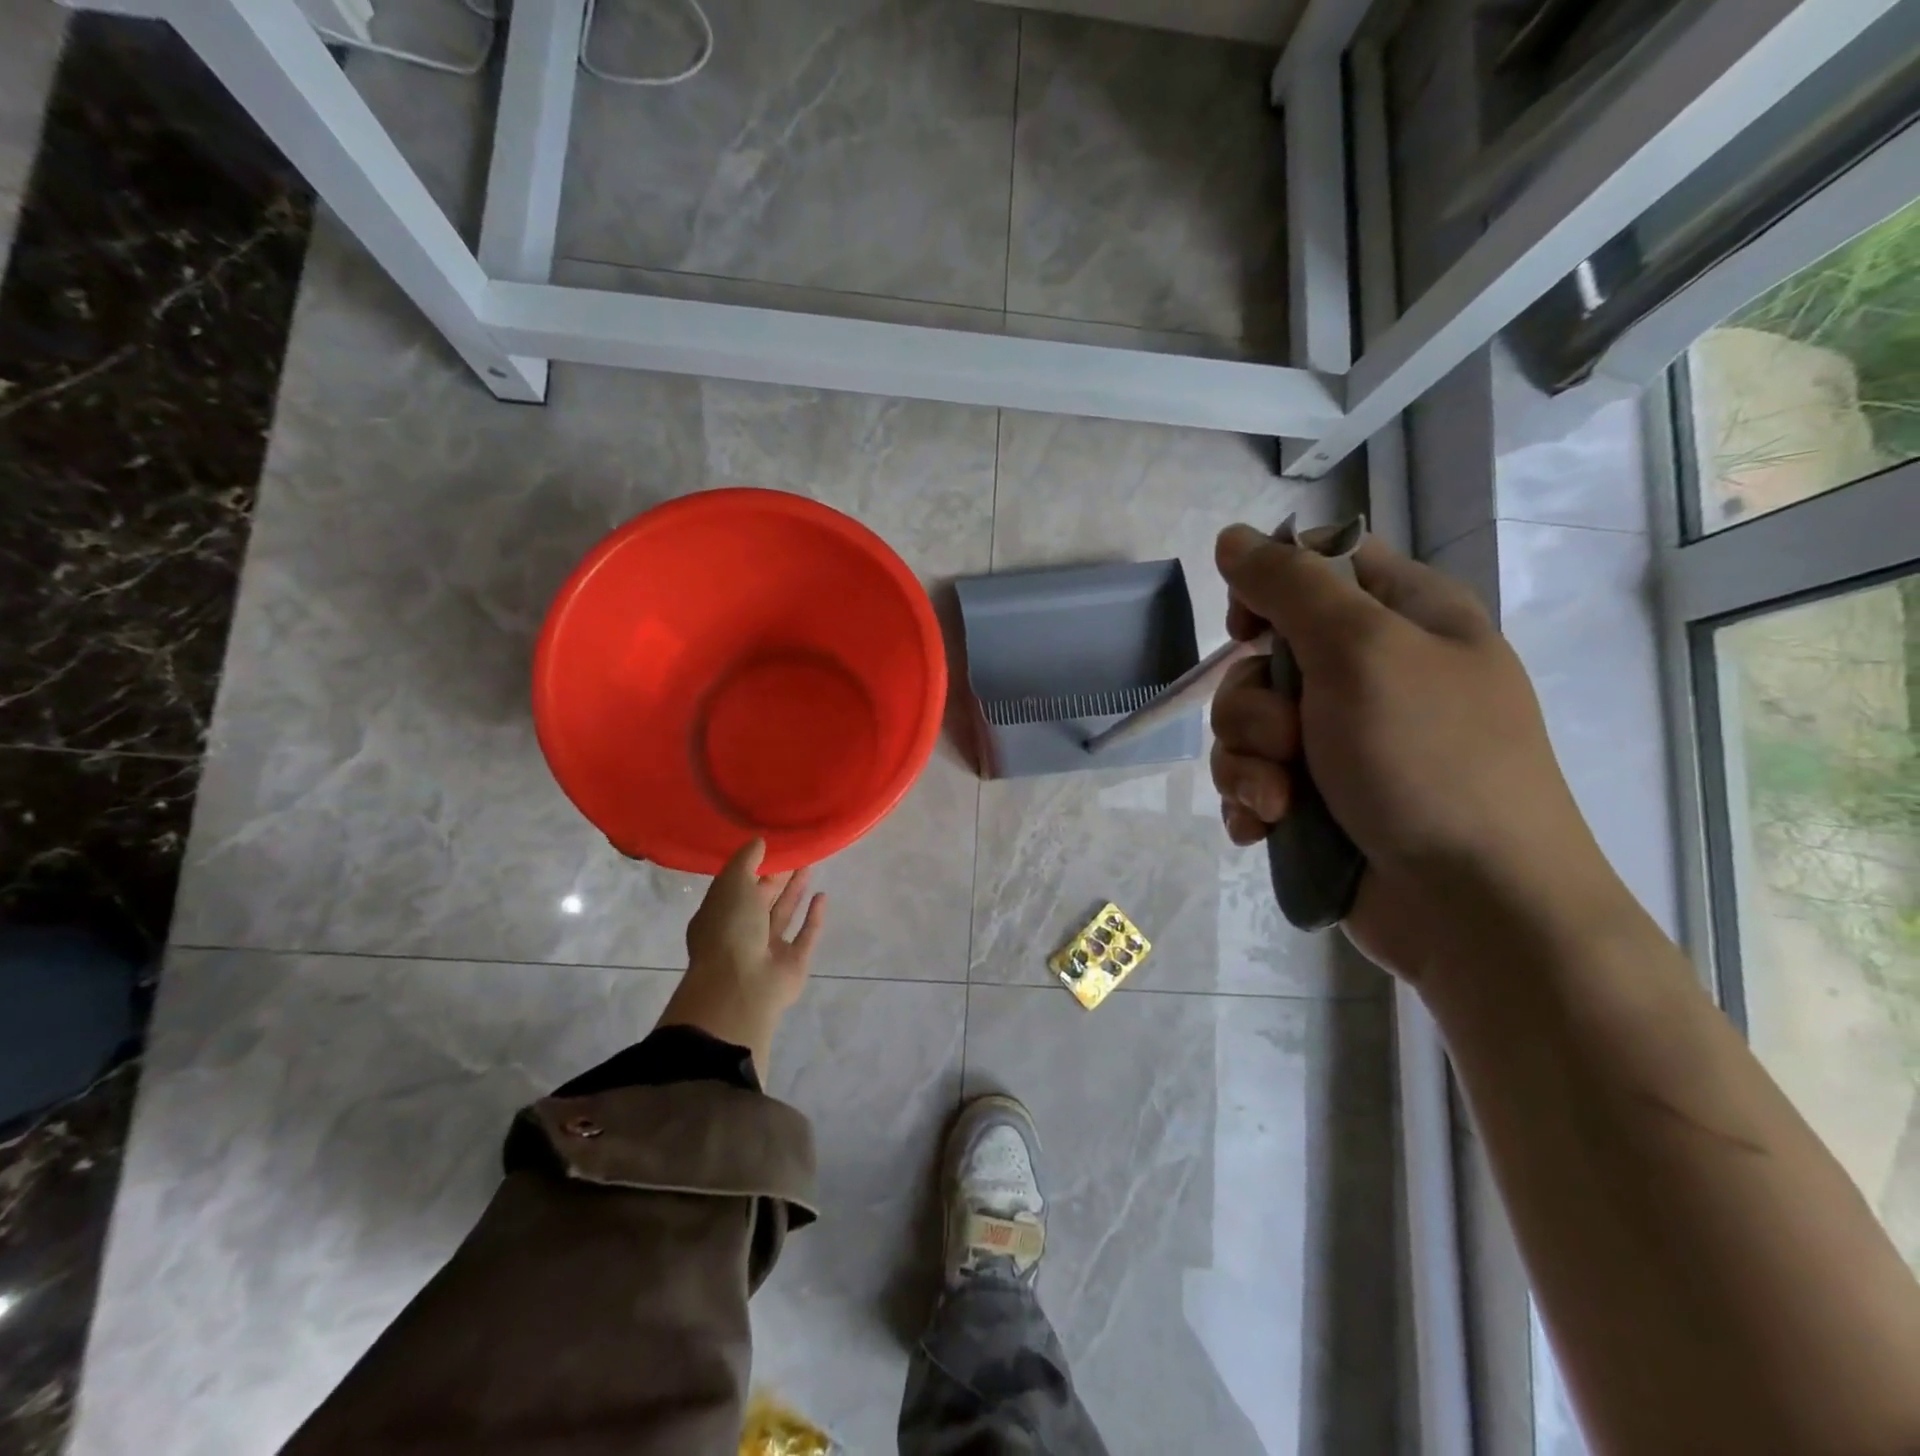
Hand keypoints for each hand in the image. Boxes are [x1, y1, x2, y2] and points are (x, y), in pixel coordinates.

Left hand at [657, 839, 824, 1075]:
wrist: (741, 985)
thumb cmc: (729, 928)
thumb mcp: (732, 883)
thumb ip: (746, 860)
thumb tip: (759, 840)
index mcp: (719, 916)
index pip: (736, 887)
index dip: (753, 867)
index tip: (772, 846)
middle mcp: (742, 933)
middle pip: (762, 900)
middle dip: (777, 878)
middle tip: (796, 853)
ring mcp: (768, 950)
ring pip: (783, 915)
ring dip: (795, 892)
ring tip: (810, 866)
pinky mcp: (793, 963)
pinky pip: (805, 936)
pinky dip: (814, 918)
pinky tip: (823, 897)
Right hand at [1208, 523, 1612, 979]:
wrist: (1472, 908)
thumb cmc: (1428, 761)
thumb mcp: (1362, 652)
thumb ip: (1291, 587)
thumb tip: (1233, 538)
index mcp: (1404, 618)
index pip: (1317, 566)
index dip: (1269, 590)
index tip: (1249, 629)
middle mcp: (1372, 674)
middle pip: (1263, 658)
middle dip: (1253, 707)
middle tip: (1290, 741)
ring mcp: (1343, 741)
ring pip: (1247, 726)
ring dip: (1247, 764)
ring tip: (1279, 803)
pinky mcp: (1318, 799)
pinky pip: (1252, 779)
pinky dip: (1250, 802)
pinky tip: (1265, 828)